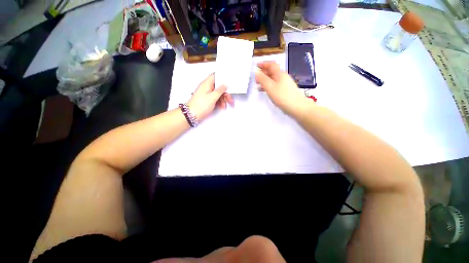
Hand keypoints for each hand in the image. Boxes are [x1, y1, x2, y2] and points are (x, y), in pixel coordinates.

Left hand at [187, 73, 233, 120]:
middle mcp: (207, 87)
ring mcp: (207, 94)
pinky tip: (221, 107)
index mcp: (207, 83)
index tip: (230, 82)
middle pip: (219, 87)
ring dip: (223, 99)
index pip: (216, 76)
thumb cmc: (200, 105)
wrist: (191, 115)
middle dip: (225, 93)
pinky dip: (219, 102)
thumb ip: (220, 90)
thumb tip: (225, 85)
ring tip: (224, 106)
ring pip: (218, 94)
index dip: (223, 77)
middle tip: (229, 99)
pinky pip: (215, 99)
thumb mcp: (212, 97)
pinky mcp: (207, 100)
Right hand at [255, 61, 310, 114]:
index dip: (264, 64)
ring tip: (258, 84)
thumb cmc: (282, 96)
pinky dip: (268, 86)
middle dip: (263, 72)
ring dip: (265, 80)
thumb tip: (256, 72)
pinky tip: (265, 90)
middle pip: (272, 71)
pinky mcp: (284, 91)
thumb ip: (262, 79)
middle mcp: (283, 77)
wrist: (296, 106)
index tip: (257, 66)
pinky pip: (275, 85)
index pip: (271, 65)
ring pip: (273, 79)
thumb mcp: (270, 87)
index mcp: (280, 74)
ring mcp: (284, 84)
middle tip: (256, 77)